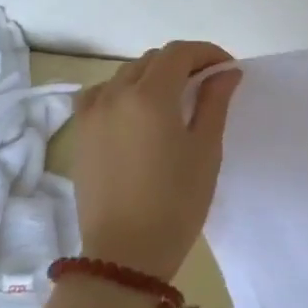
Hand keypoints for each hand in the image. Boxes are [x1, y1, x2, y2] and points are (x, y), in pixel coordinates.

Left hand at [71, 41, 241, 281]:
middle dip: (183, 63)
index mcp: (150, 96)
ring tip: (174, 98)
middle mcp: (115, 94)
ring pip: (125, 74)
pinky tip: (135, 110)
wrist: (125, 254)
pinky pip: (100, 94)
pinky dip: (122, 91)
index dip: (207, 53)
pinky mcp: (80, 133)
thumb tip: (226, 72)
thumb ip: (215, 102)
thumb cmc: (176, 202)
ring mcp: (92, 113)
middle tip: (208, 84)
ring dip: (153, 75)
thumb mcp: (206, 150)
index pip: (179, 53)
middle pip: (152, 60)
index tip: (227, 69)